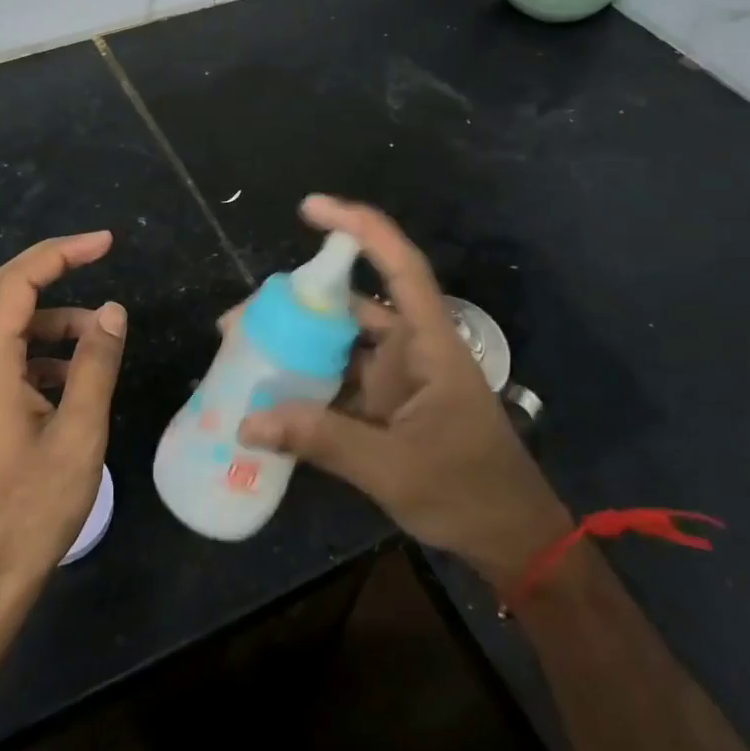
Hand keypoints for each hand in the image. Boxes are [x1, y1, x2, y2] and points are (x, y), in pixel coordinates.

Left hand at [0, 231, 126, 611]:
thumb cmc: (33, 509)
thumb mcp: (78, 434)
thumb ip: (96, 365)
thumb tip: (112, 311)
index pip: (16, 284)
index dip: (60, 254)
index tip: (104, 244)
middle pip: (3, 292)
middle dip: (52, 267)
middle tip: (100, 255)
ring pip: (7, 325)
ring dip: (53, 317)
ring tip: (100, 336)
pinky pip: (8, 358)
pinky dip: (43, 350)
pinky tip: (76, 376)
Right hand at [237, 196, 568, 589]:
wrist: (510, 542)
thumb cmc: (469, 491)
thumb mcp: (393, 468)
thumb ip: (322, 440)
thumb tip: (248, 421)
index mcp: (430, 343)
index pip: (399, 266)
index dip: (359, 228)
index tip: (310, 208)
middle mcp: (410, 349)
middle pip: (350, 306)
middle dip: (296, 304)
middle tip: (239, 319)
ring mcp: (396, 379)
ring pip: (339, 345)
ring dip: (295, 346)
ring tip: (242, 352)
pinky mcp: (384, 407)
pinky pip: (337, 382)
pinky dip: (306, 383)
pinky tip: (269, 391)